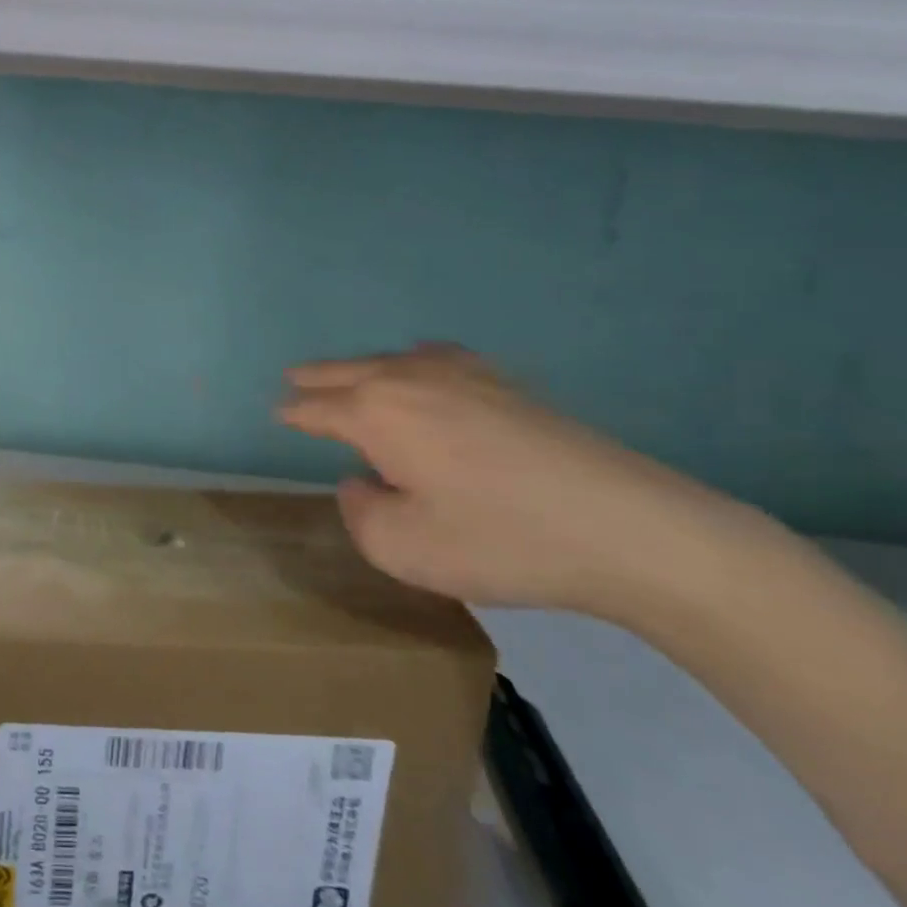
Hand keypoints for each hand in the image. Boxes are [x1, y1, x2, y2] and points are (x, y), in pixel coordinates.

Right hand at [278, 345, 737, 615]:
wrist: (628, 528)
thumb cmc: (500, 539)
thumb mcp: (404, 548)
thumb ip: (360, 513)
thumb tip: (361, 483)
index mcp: (376, 412)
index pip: (318, 408)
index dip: (295, 413)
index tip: (278, 414)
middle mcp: (409, 379)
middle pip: (348, 372)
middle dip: (317, 378)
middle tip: (293, 380)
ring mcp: (462, 376)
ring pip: (391, 361)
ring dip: (360, 368)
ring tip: (345, 375)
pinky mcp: (506, 385)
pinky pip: (439, 359)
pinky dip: (415, 360)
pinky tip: (424, 363)